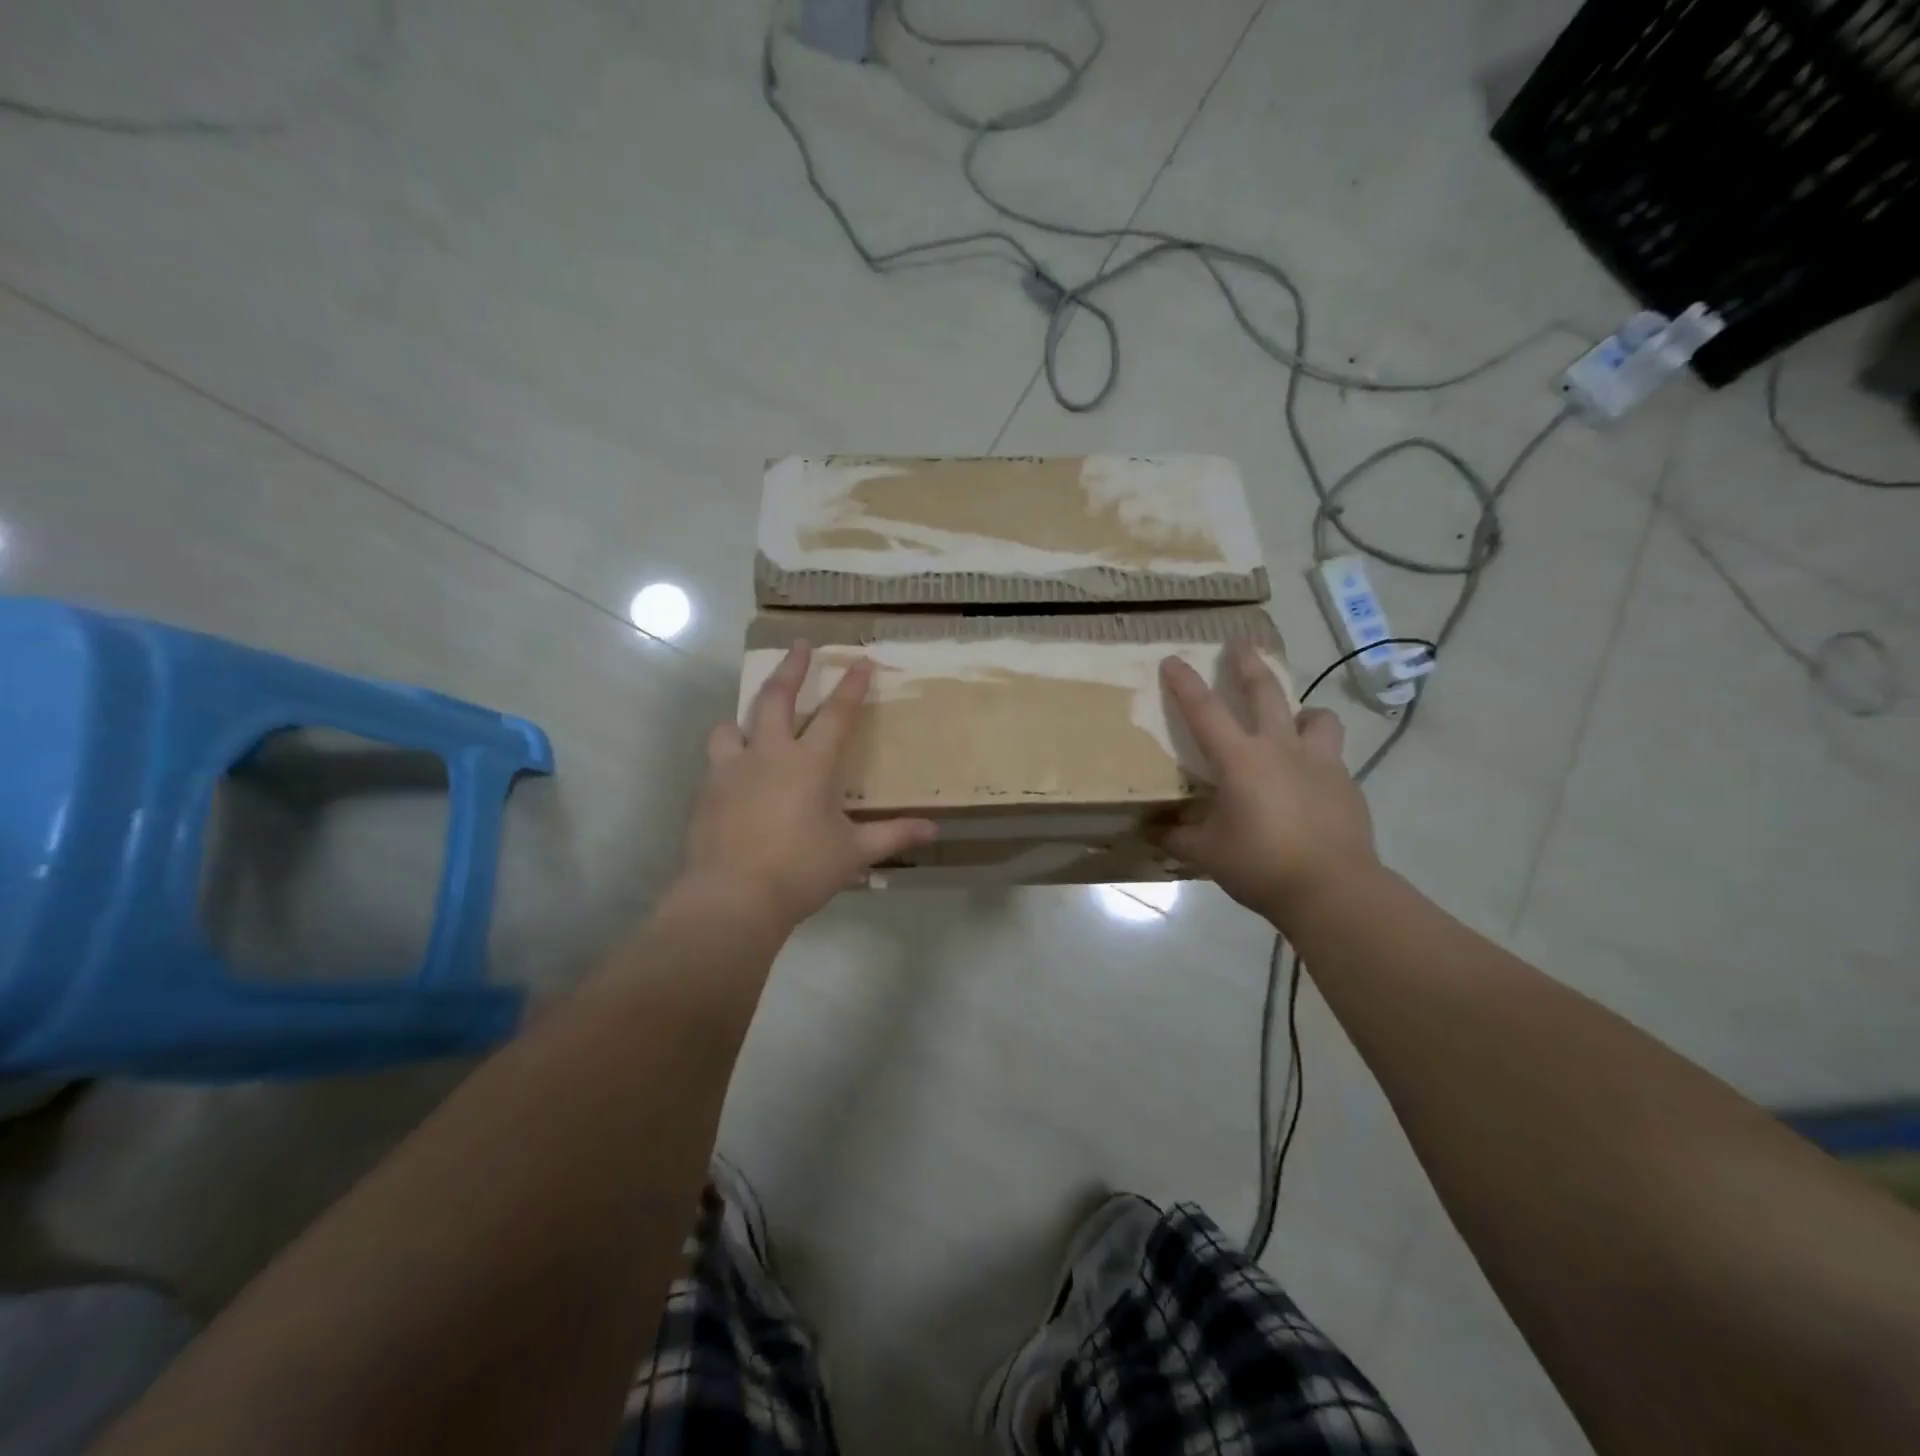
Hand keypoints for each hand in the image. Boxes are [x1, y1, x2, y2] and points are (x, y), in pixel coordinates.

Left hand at [678, 642, 936, 930]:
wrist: (732, 897)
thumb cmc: (800, 871)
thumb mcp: (854, 854)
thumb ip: (893, 836)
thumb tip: (933, 829)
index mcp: (810, 764)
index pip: (837, 714)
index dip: (852, 686)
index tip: (861, 660)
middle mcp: (769, 754)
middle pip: (777, 698)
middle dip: (791, 668)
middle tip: (798, 645)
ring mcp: (731, 769)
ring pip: (732, 724)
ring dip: (746, 715)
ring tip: (753, 717)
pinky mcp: (706, 791)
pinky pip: (716, 759)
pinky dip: (728, 754)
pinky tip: (735, 772)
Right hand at [1153, 640, 1379, 923]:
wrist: (1333, 889)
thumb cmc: (1260, 864)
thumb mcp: (1206, 853)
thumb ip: (1177, 835)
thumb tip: (1152, 829)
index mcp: (1240, 760)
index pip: (1205, 712)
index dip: (1185, 684)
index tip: (1173, 659)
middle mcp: (1280, 749)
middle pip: (1265, 693)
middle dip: (1248, 664)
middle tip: (1242, 642)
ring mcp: (1320, 763)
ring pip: (1316, 716)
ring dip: (1302, 711)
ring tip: (1296, 719)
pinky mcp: (1347, 783)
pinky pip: (1333, 755)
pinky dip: (1319, 756)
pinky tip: (1311, 780)